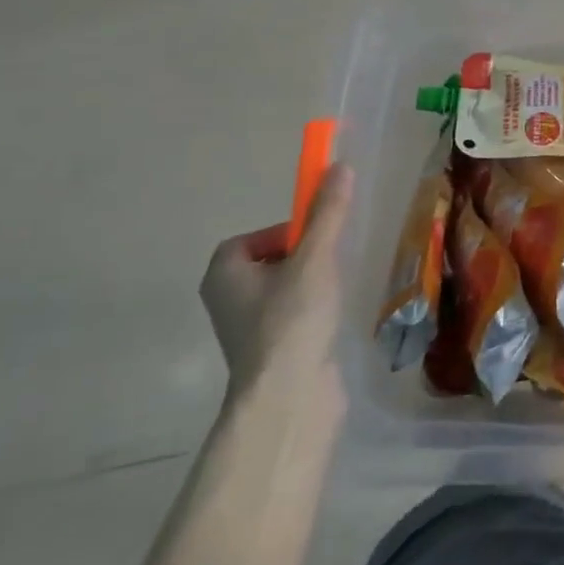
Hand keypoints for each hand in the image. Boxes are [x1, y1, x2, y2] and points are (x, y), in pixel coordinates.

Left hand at [201, 163, 354, 398]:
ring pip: (281, 290)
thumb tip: (339, 167)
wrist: (289, 397)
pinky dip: (312, 310)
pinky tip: (333, 315)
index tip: (315, 237)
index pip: (249, 239)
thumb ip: (327, 214)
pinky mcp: (271, 351)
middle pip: (268, 262)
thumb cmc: (292, 320)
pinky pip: (291, 315)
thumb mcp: (315, 258)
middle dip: (302, 256)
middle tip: (330, 261)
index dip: (283, 231)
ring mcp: (248, 330)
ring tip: (335, 289)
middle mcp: (227, 301)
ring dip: (309, 283)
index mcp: (223, 275)